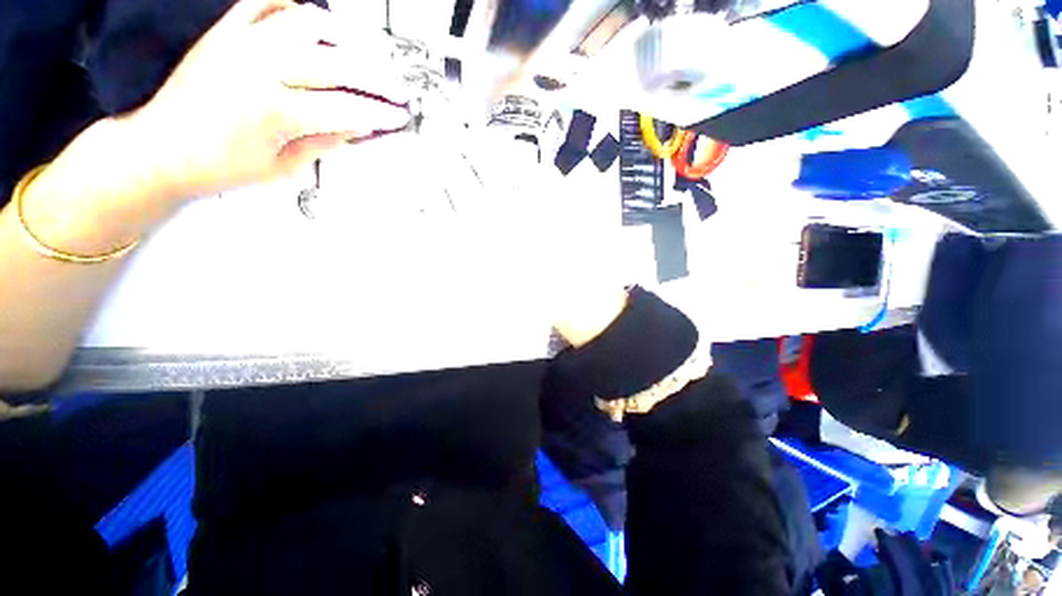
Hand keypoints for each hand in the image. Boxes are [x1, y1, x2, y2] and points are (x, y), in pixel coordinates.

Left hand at [126, 0, 411, 199]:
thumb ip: (325, 142)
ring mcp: (242, 44)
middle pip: (336, 63)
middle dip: (377, 77)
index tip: (399, 116)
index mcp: (275, 112)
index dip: (380, 112)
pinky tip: (314, 22)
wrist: (161, 148)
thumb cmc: (217, 166)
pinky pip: (265, 3)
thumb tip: (358, 125)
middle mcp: (259, 68)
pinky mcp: (227, 33)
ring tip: (366, 52)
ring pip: (307, 22)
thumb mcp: (284, 168)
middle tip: (398, 87)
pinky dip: (293, 6)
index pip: (347, 108)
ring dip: (345, 36)